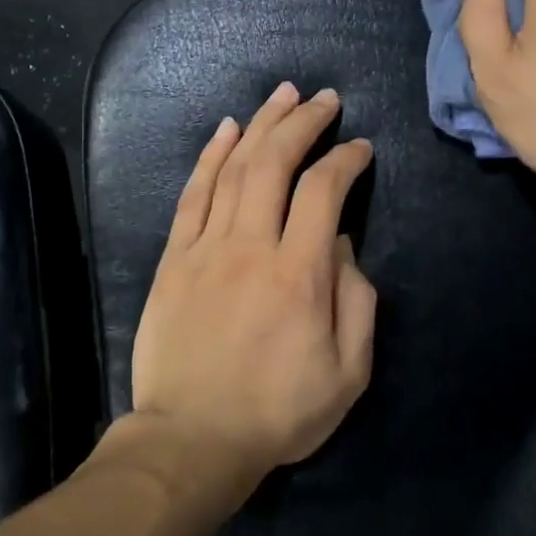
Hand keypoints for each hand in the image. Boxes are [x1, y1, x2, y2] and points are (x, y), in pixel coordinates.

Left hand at [131, 83, 377, 483]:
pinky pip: (192, 195)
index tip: (360, 148)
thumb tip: (343, 246)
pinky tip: (226, 130)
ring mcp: (206, 249)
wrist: (192, 438)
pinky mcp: (174, 259)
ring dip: (260, 125)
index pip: (326, 191)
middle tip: (323, 98)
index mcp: (300, 274)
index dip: (346, 160)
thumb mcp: (348, 373)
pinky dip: (209, 156)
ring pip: (233, 168)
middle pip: (275, 163)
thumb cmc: (278, 412)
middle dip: (303, 122)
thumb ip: (356, 302)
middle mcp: (251, 247)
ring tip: (282, 96)